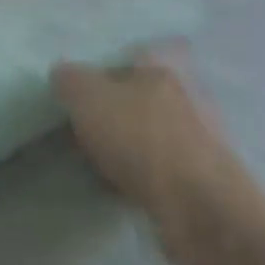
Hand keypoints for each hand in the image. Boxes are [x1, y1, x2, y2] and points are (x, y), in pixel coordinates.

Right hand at [52, 54, 264, 264]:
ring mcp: (199, 136)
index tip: (76, 94)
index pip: (128, 56)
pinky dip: (140, 174)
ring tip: (95, 163)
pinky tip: (120, 188)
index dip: (100, 72)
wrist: (199, 208)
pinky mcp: (202, 176)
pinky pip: (160, 167)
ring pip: (149, 132)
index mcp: (162, 68)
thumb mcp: (88, 99)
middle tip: (80, 129)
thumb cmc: (141, 140)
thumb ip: (70, 80)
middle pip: (138, 96)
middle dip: (112, 111)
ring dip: (126, 146)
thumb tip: (62, 75)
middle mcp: (186, 94)